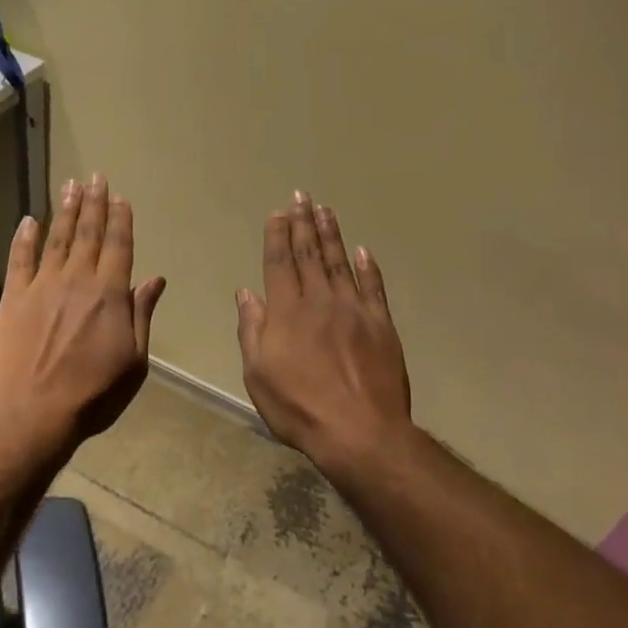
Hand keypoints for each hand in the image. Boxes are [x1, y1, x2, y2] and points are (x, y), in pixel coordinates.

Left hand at [0, 173, 166, 460]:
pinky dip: (24, 238)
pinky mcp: (13, 297)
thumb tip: (155, 280)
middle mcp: (77, 280)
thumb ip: (142, 315)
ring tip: (71, 186)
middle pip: (89, 234)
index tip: (120, 197)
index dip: (121, 220)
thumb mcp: (134, 362)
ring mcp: (42, 286)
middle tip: (95, 177)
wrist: (31, 413)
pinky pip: (20, 259)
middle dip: (94, 204)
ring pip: (57, 239)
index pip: (119, 246)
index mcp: (110, 295)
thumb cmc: (92, 394)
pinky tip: (29, 220)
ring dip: (66, 211)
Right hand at [236, 192, 413, 473]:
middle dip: (303, 223)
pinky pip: (373, 287)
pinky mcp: (381, 324)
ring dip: (332, 234)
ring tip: (326, 210)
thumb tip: (246, 293)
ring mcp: (354, 310)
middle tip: (302, 196)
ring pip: (340, 262)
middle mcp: (320, 301)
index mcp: (287, 312)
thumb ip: (252, 330)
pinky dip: (368, 266)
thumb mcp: (258, 375)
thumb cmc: (299, 408)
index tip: (278, 212)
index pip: (279, 262)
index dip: (277, 235)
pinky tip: (363, 250)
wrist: (360, 432)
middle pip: (309, 254)